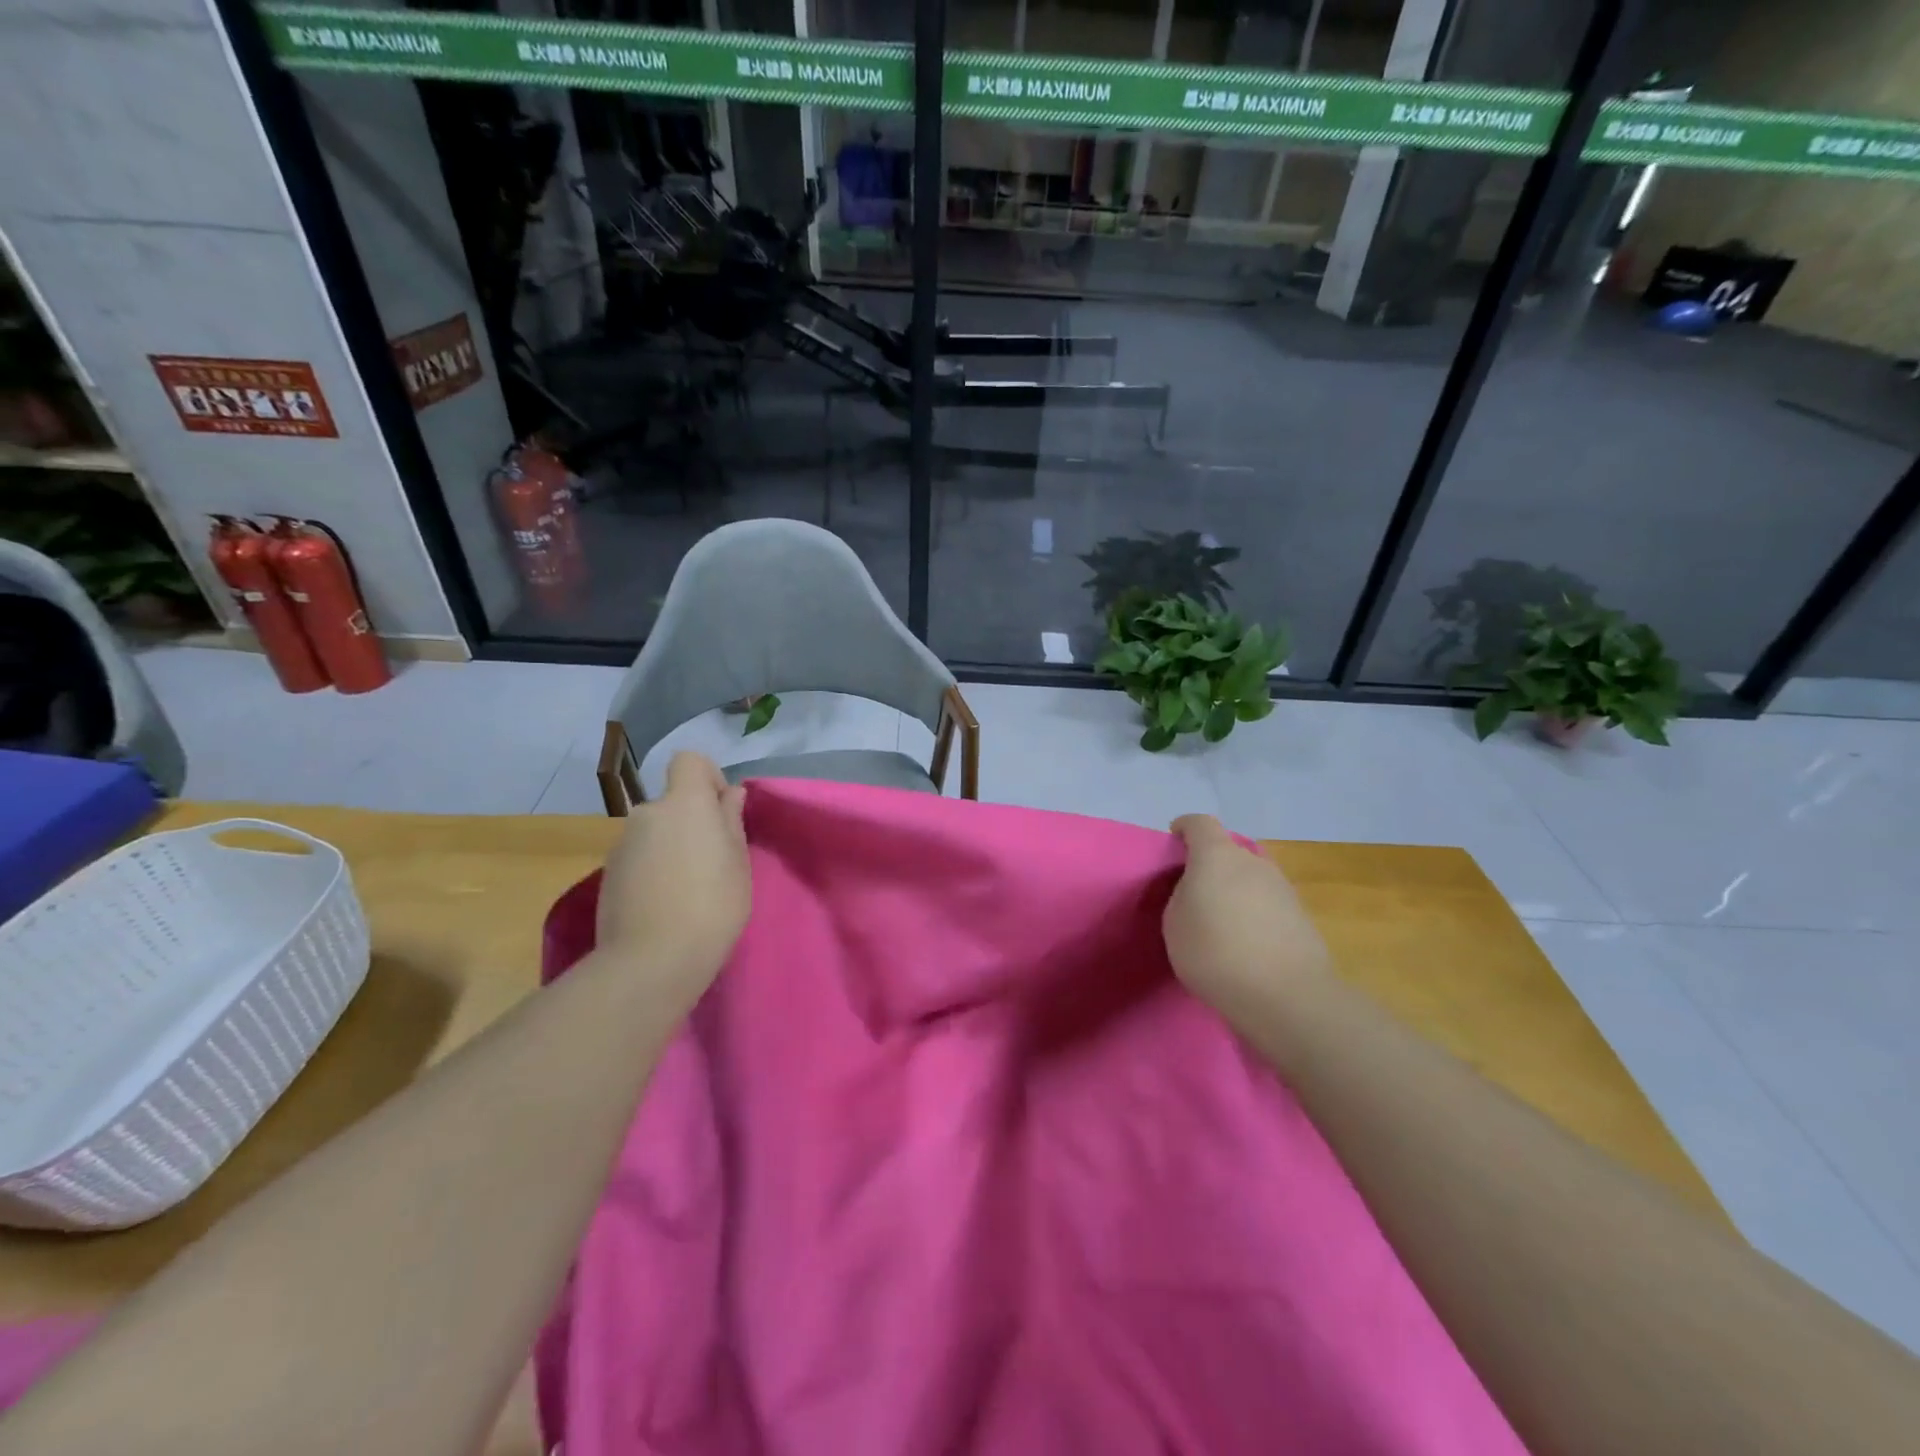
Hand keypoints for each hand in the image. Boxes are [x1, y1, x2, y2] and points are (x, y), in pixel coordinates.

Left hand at [596, 752, 749, 1007]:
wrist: (651, 960)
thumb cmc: (712, 904)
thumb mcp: (738, 861)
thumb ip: (731, 820)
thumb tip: (729, 794)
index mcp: (684, 803)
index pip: (689, 761)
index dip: (709, 778)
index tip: (723, 813)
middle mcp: (647, 813)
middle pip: (673, 802)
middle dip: (692, 822)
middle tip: (713, 862)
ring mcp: (621, 844)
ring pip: (655, 832)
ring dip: (671, 847)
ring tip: (688, 890)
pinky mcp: (607, 875)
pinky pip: (639, 858)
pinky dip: (653, 870)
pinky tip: (664, 905)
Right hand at [1164, 814, 1331, 1018]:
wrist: (1287, 997)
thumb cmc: (1215, 952)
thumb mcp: (1174, 923)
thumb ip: (1182, 896)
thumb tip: (1198, 892)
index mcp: (1217, 856)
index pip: (1200, 823)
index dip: (1185, 828)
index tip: (1174, 841)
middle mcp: (1253, 862)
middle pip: (1229, 851)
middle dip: (1211, 866)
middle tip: (1194, 894)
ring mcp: (1283, 888)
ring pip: (1251, 879)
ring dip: (1235, 892)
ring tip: (1221, 925)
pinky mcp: (1302, 918)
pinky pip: (1267, 905)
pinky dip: (1254, 915)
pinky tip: (1246, 945)